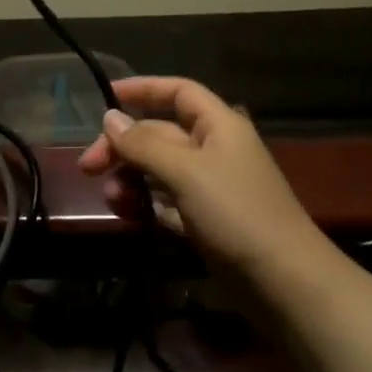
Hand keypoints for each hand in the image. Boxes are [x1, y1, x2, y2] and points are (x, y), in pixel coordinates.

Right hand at [77, 76, 321, 277]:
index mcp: (218, 124)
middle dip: (124, 146)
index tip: (105, 97)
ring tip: (112, 198)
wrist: (284, 282)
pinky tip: (128, 215)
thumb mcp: (186, 171)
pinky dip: (146, 204)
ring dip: (131, 178)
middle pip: (160, 133)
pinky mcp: (205, 221)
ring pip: (159, 170)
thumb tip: (110, 118)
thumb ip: (144, 144)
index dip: (143, 89)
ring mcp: (210, 187)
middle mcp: (214, 149)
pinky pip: (166, 202)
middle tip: (87, 167)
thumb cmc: (236, 212)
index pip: (178, 92)